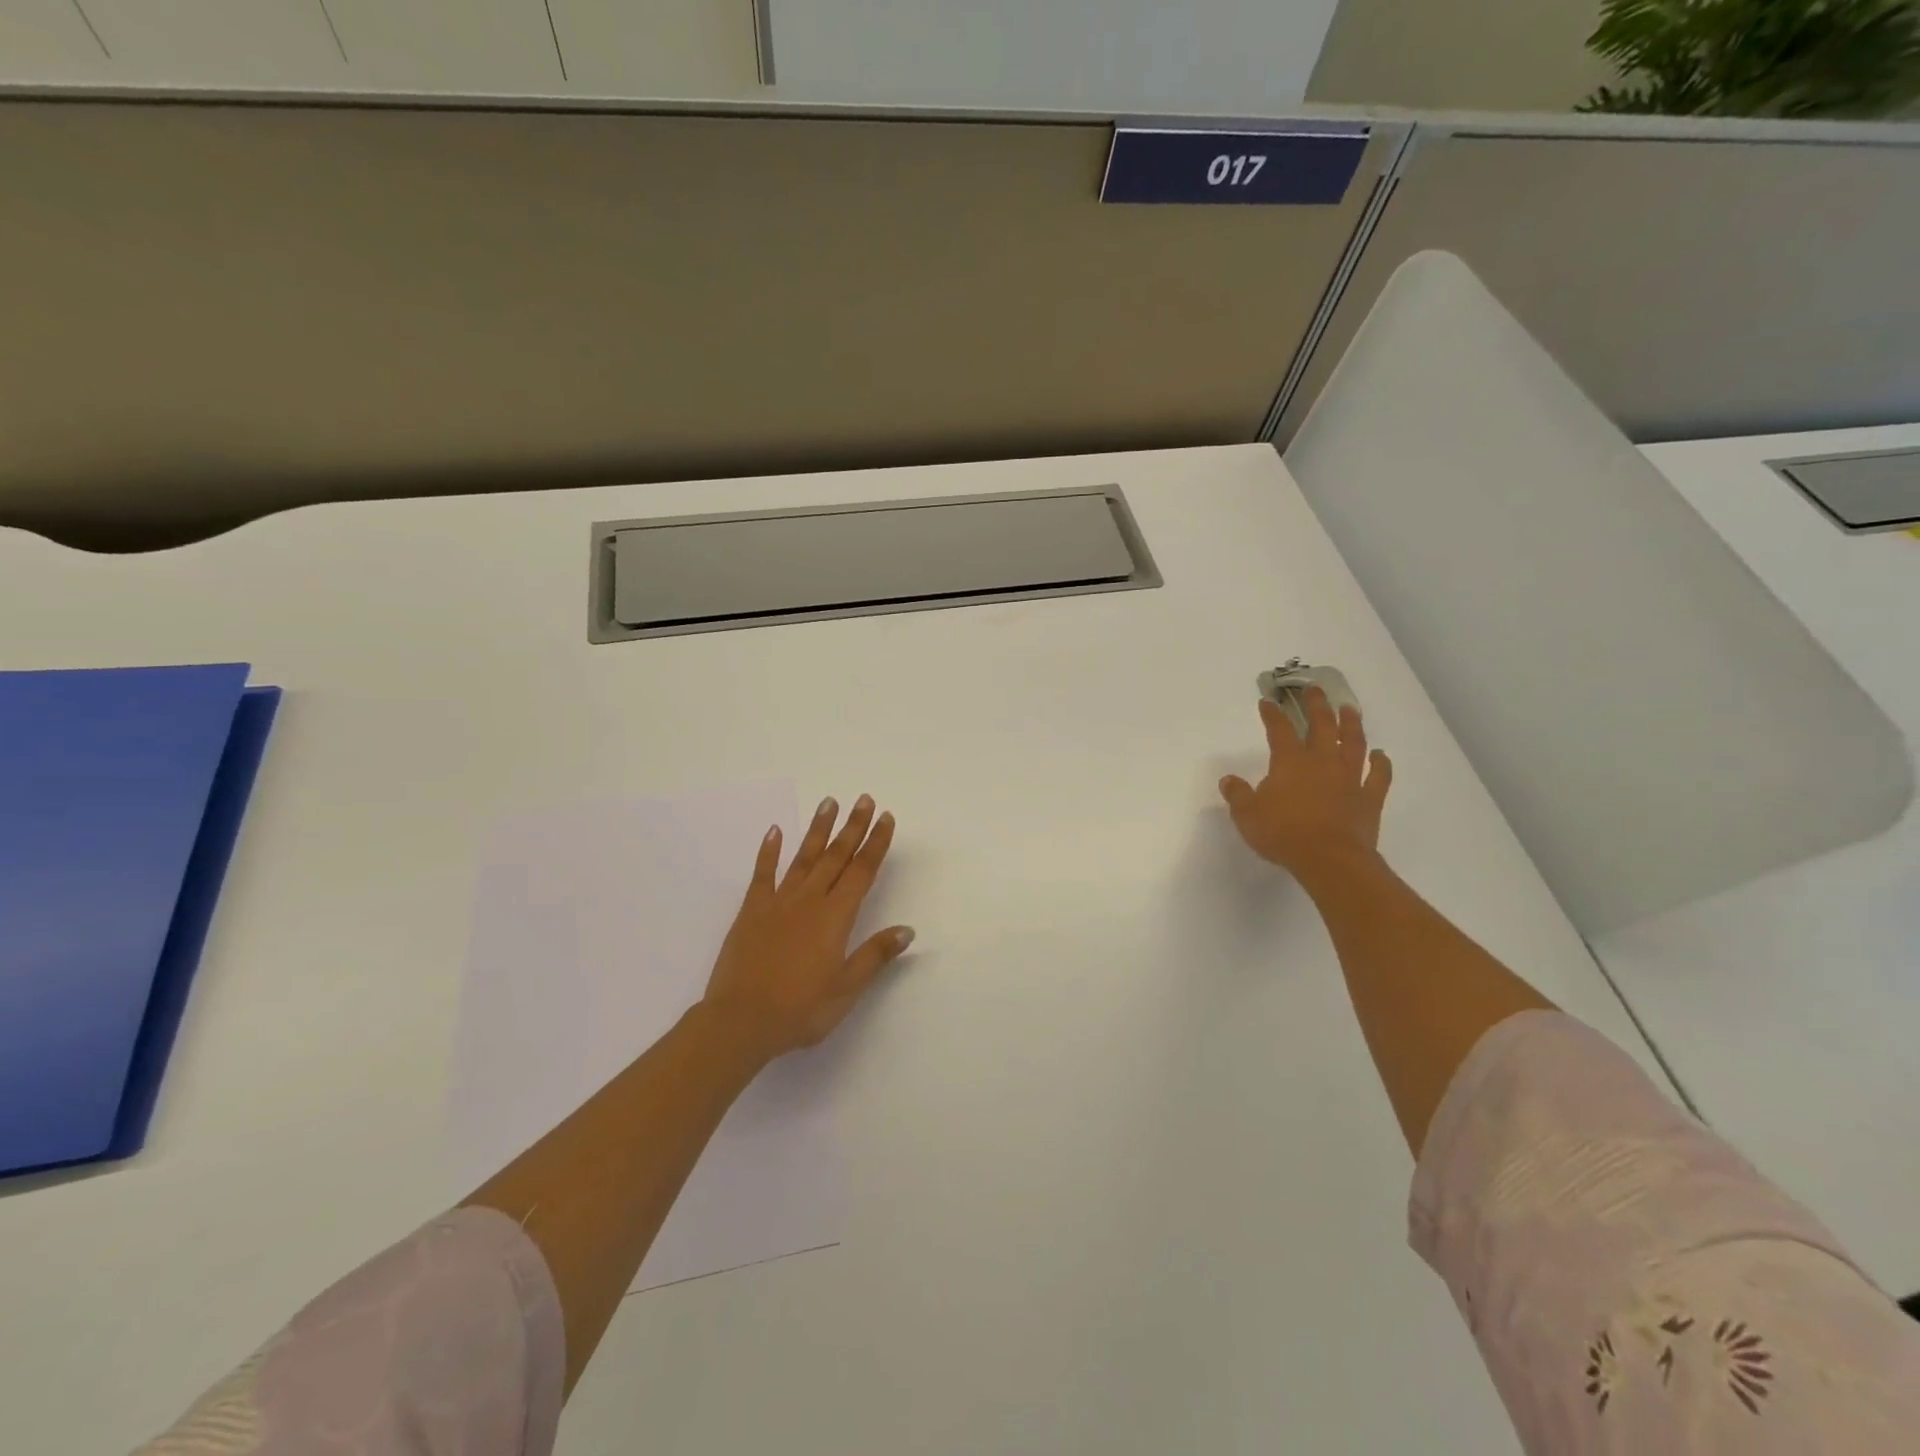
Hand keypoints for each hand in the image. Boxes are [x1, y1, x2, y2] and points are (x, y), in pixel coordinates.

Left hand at [701, 794, 914, 1060]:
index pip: (862, 871)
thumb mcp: (846, 989)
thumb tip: (907, 929)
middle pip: (836, 856)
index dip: (875, 843)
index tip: (885, 818)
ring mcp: (778, 902)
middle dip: (853, 826)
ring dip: (818, 829)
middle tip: (864, 799)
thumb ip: (875, 955)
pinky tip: (775, 831)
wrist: (740, 1021)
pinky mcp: (751, 911)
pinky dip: (769, 851)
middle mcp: (809, 901)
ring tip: (829, 802)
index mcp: (835, 917)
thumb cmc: (800, 1010)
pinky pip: (762, 874)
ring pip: (803, 857)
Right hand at [1219, 687, 1393, 883]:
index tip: (1267, 701)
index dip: (1272, 714)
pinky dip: (1381, 763)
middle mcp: (1322, 762)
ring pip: (1353, 743)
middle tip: (1314, 689)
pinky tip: (1380, 755)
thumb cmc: (1283, 834)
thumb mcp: (1247, 815)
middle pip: (1321, 726)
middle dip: (1316, 705)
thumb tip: (1228, 780)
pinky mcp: (1369, 798)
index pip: (1279, 730)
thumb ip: (1238, 795)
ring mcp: (1349, 778)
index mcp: (1290, 762)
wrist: (1329, 859)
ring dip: (1351, 724)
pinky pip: (1379, 776)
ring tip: (1349, 708)